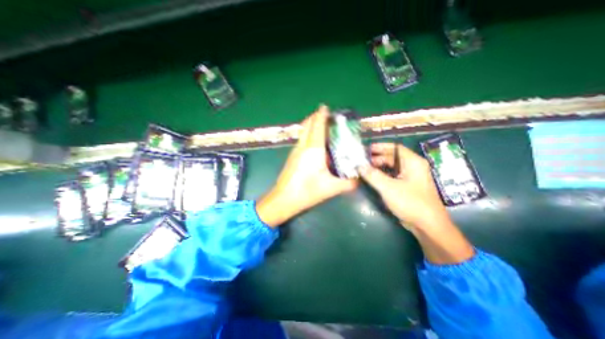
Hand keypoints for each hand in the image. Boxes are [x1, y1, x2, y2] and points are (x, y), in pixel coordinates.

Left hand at [256, 107, 358, 227]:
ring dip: (310, 125)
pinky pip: (301, 140)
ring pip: (303, 132)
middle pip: (307, 125)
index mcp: (314, 149)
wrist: (283, 199)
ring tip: (321, 127)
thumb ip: (348, 183)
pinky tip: (314, 143)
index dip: (322, 114)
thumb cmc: (307, 191)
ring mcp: (295, 151)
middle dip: (315, 117)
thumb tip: (360, 180)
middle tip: (326, 116)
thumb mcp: (331, 188)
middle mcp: (303, 146)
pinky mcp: (292, 157)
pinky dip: (307, 135)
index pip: (318, 126)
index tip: (326, 106)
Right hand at [358, 142, 448, 229]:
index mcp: (413, 162)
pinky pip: (394, 176)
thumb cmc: (410, 202)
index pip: (395, 148)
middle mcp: (414, 167)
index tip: (367, 148)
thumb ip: (373, 175)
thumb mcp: (388, 187)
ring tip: (366, 169)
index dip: (381, 147)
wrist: (428, 226)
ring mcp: (412, 178)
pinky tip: (374, 178)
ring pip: (393, 167)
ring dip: (380, 167)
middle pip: (393, 157)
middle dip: (378, 158)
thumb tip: (359, 166)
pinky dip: (383, 175)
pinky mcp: (409, 187)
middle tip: (363, 161)